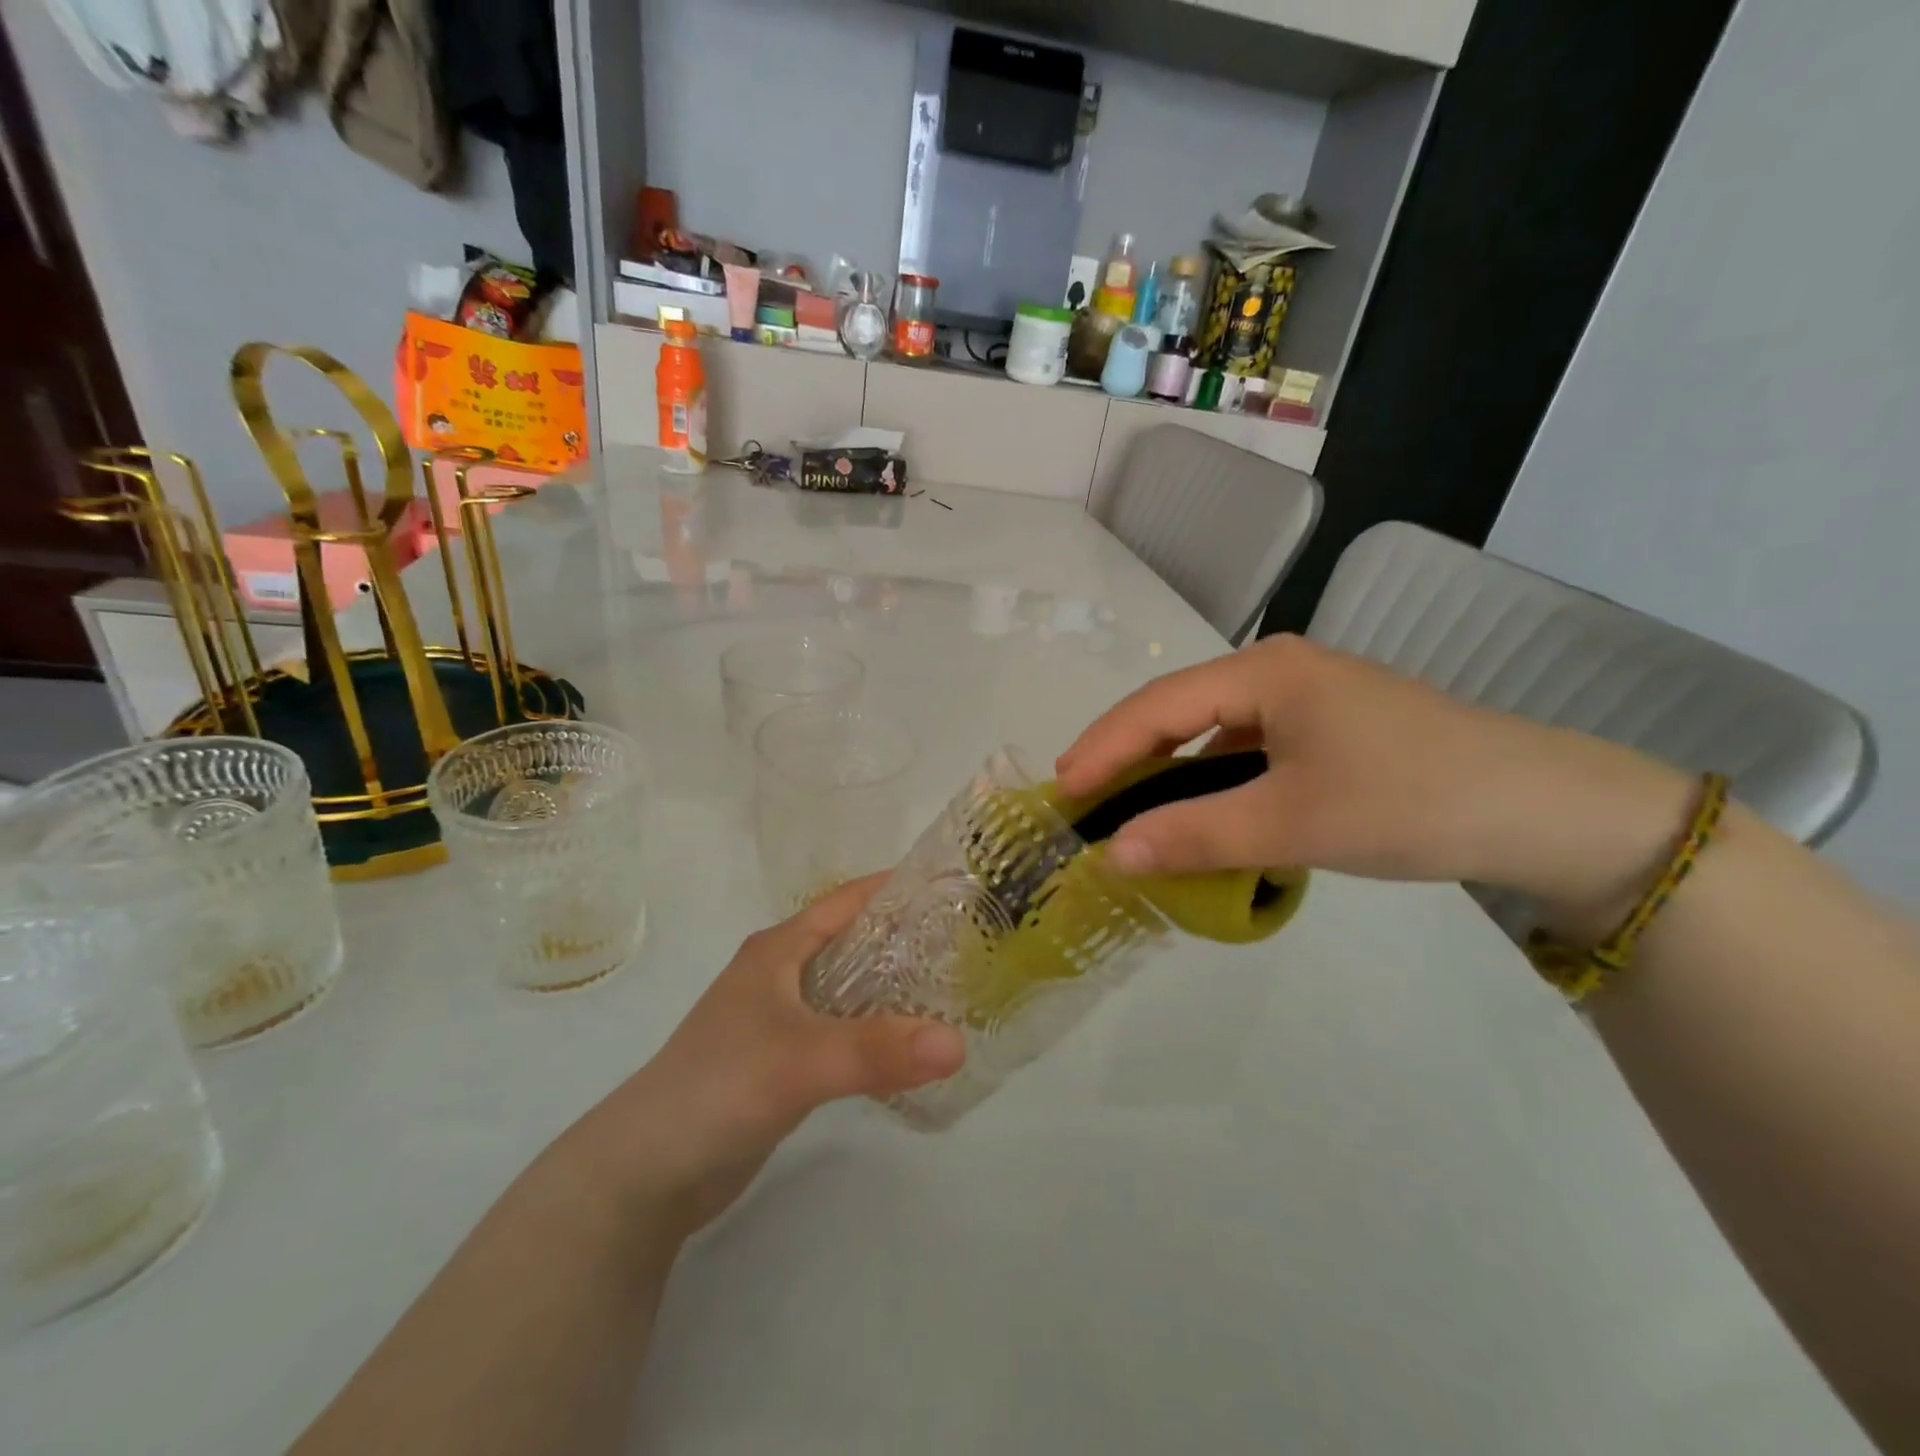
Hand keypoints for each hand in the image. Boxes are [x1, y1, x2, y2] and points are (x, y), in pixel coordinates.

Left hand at [567, 878, 965, 1241]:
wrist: (645, 1172)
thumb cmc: (718, 1087)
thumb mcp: (801, 1060)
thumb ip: (877, 1050)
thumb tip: (958, 1044)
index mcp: (779, 949)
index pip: (847, 900)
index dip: (895, 888)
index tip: (952, 887)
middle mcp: (781, 974)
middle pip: (854, 942)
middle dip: (906, 940)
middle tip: (968, 945)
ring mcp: (780, 1019)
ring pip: (850, 989)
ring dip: (894, 988)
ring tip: (953, 991)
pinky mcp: (783, 1061)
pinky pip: (842, 1031)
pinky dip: (876, 1031)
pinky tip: (910, 1046)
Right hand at [1056, 635, 1693, 922]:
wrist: (1545, 809)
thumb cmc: (1408, 802)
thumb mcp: (1290, 823)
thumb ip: (1193, 835)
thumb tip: (1112, 855)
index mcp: (1263, 671)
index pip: (1156, 706)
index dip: (1102, 748)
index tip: (1060, 792)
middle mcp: (1277, 670)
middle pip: (1177, 708)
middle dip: (1126, 752)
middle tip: (1080, 795)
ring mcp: (1305, 696)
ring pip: (1211, 728)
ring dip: (1168, 767)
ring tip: (1127, 804)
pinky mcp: (1327, 726)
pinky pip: (1246, 745)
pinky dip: (1211, 776)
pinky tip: (1203, 807)